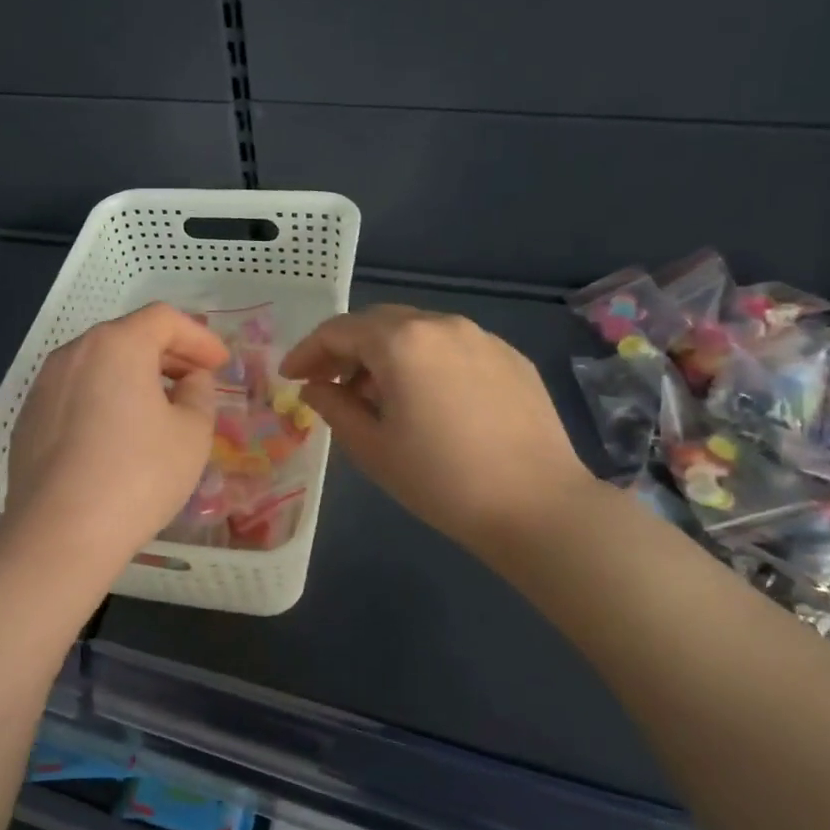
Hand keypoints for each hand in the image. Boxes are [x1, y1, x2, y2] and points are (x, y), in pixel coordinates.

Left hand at [0, 302, 228, 574]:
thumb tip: (190, 381)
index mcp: (116, 345)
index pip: (164, 319)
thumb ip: (199, 393)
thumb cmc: (138, 475)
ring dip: (134, 376)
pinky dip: (104, 398)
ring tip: (160, 407)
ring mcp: (45, 385)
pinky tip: (118, 435)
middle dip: (168, 354)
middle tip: (197, 381)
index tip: (220, 363)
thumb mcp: (191, 433)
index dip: (198, 337)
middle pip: (128, 336)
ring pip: (99, 365)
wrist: (60, 533)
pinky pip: (76, 393)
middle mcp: (75, 352)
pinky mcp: (29, 418)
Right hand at [281, 305, 595, 553]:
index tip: (290, 377)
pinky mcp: (510, 357)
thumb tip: (315, 387)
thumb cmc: (442, 480)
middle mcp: (441, 324)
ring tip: (376, 396)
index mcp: (402, 341)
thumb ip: (334, 407)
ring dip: (385, 354)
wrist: (538, 506)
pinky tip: (427, 400)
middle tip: (327, 383)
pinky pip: (452, 347)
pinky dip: (425, 361)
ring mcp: (482, 337)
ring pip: (416, 331)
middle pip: (377, 322)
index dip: (307, 351)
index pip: (338, 331)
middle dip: (345, 349)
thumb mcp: (372, 448)